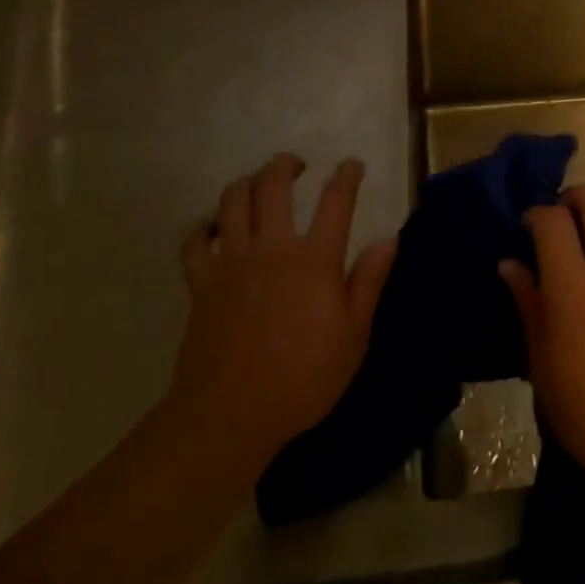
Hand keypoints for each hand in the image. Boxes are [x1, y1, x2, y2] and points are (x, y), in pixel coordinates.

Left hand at [172, 154, 396, 469]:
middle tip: (296, 165)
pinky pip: (195, 242)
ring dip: (246, 183)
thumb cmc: (301, 380)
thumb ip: (369, 282)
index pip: (336, 200)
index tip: (352, 165)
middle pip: (273, 186)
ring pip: (232, 202)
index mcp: (314, 260)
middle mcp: (272, 249)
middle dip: (285, 165)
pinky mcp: (201, 284)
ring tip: (257, 183)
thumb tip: (388, 238)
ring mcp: (232, 264)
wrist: (228, 418)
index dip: (347, 175)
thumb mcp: (353, 337)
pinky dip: (204, 228)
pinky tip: (215, 228)